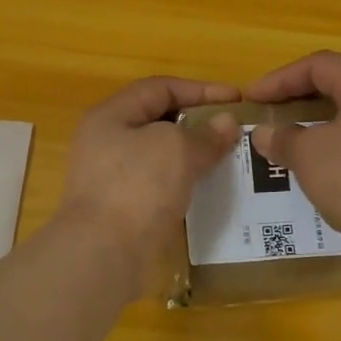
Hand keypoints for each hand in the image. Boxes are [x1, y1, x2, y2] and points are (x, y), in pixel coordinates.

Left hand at [56, 76, 240, 269]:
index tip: (236, 99)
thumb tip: (227, 123)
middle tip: (235, 130)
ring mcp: (112, 178)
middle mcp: (107, 142)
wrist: (103, 253)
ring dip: (194, 154)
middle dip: (198, 123)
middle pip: (158, 121)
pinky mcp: (123, 208)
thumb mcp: (176, 149)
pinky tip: (208, 188)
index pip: (160, 88)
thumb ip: (205, 134)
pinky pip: (160, 184)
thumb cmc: (137, 187)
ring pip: (161, 155)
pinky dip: (184, 182)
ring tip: (229, 158)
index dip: (200, 89)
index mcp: (111, 116)